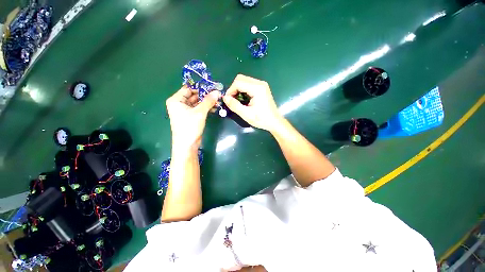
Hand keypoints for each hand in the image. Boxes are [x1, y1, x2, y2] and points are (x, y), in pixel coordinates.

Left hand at [166, 86, 219, 149]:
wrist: (187, 145)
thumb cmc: (190, 126)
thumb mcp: (200, 112)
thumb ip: (209, 101)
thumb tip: (217, 91)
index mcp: (176, 100)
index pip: (189, 89)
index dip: (200, 88)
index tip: (212, 87)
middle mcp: (180, 104)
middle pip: (194, 95)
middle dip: (206, 96)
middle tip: (217, 95)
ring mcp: (185, 111)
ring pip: (198, 103)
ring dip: (207, 102)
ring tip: (218, 102)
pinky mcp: (191, 117)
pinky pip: (199, 109)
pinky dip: (206, 108)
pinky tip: (214, 108)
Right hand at [223, 74, 282, 131]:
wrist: (274, 122)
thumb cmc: (261, 119)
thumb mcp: (246, 114)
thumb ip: (234, 105)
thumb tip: (225, 98)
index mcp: (257, 88)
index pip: (238, 82)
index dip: (230, 90)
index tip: (228, 100)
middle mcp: (260, 83)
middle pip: (241, 78)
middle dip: (234, 88)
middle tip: (232, 100)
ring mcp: (262, 85)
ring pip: (244, 80)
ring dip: (238, 89)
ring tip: (237, 100)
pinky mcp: (262, 88)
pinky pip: (248, 84)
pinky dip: (243, 89)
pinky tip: (243, 98)